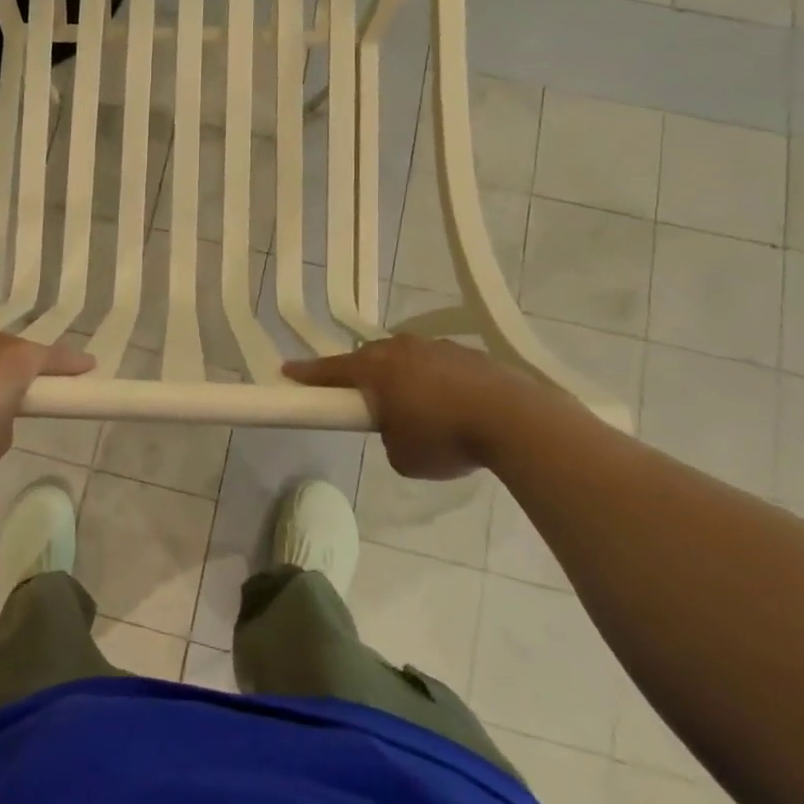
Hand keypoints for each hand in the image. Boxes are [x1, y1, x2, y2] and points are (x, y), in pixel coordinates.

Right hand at [283, 336, 538, 480]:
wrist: (515, 420)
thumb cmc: (445, 438)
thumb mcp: (402, 456)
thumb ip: (388, 437)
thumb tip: (399, 428)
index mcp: (377, 368)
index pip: (331, 370)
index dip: (307, 374)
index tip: (287, 371)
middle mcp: (402, 349)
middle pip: (370, 358)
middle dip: (362, 375)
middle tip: (361, 398)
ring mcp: (438, 347)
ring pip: (407, 358)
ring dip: (402, 377)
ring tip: (415, 407)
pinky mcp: (470, 354)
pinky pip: (438, 365)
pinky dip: (435, 382)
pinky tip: (451, 406)